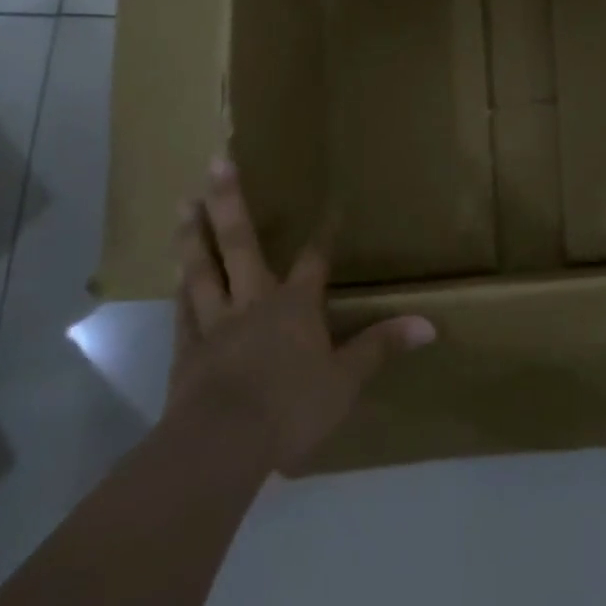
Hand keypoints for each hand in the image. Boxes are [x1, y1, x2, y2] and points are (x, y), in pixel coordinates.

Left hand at [169, 158, 434, 471]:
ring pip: (204, 269)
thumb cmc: (292, 407)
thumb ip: (381, 346)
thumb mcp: (346, 380)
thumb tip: (429, 324)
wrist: (221, 443)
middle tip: (216, 162)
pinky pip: (184, 310)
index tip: (332, 204)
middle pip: (241, 244)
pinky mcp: (187, 349)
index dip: (325, 233)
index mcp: (296, 305)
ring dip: (194, 236)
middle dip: (230, 202)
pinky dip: (181, 289)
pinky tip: (175, 273)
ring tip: (184, 204)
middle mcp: (254, 301)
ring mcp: (215, 322)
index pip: (315, 260)